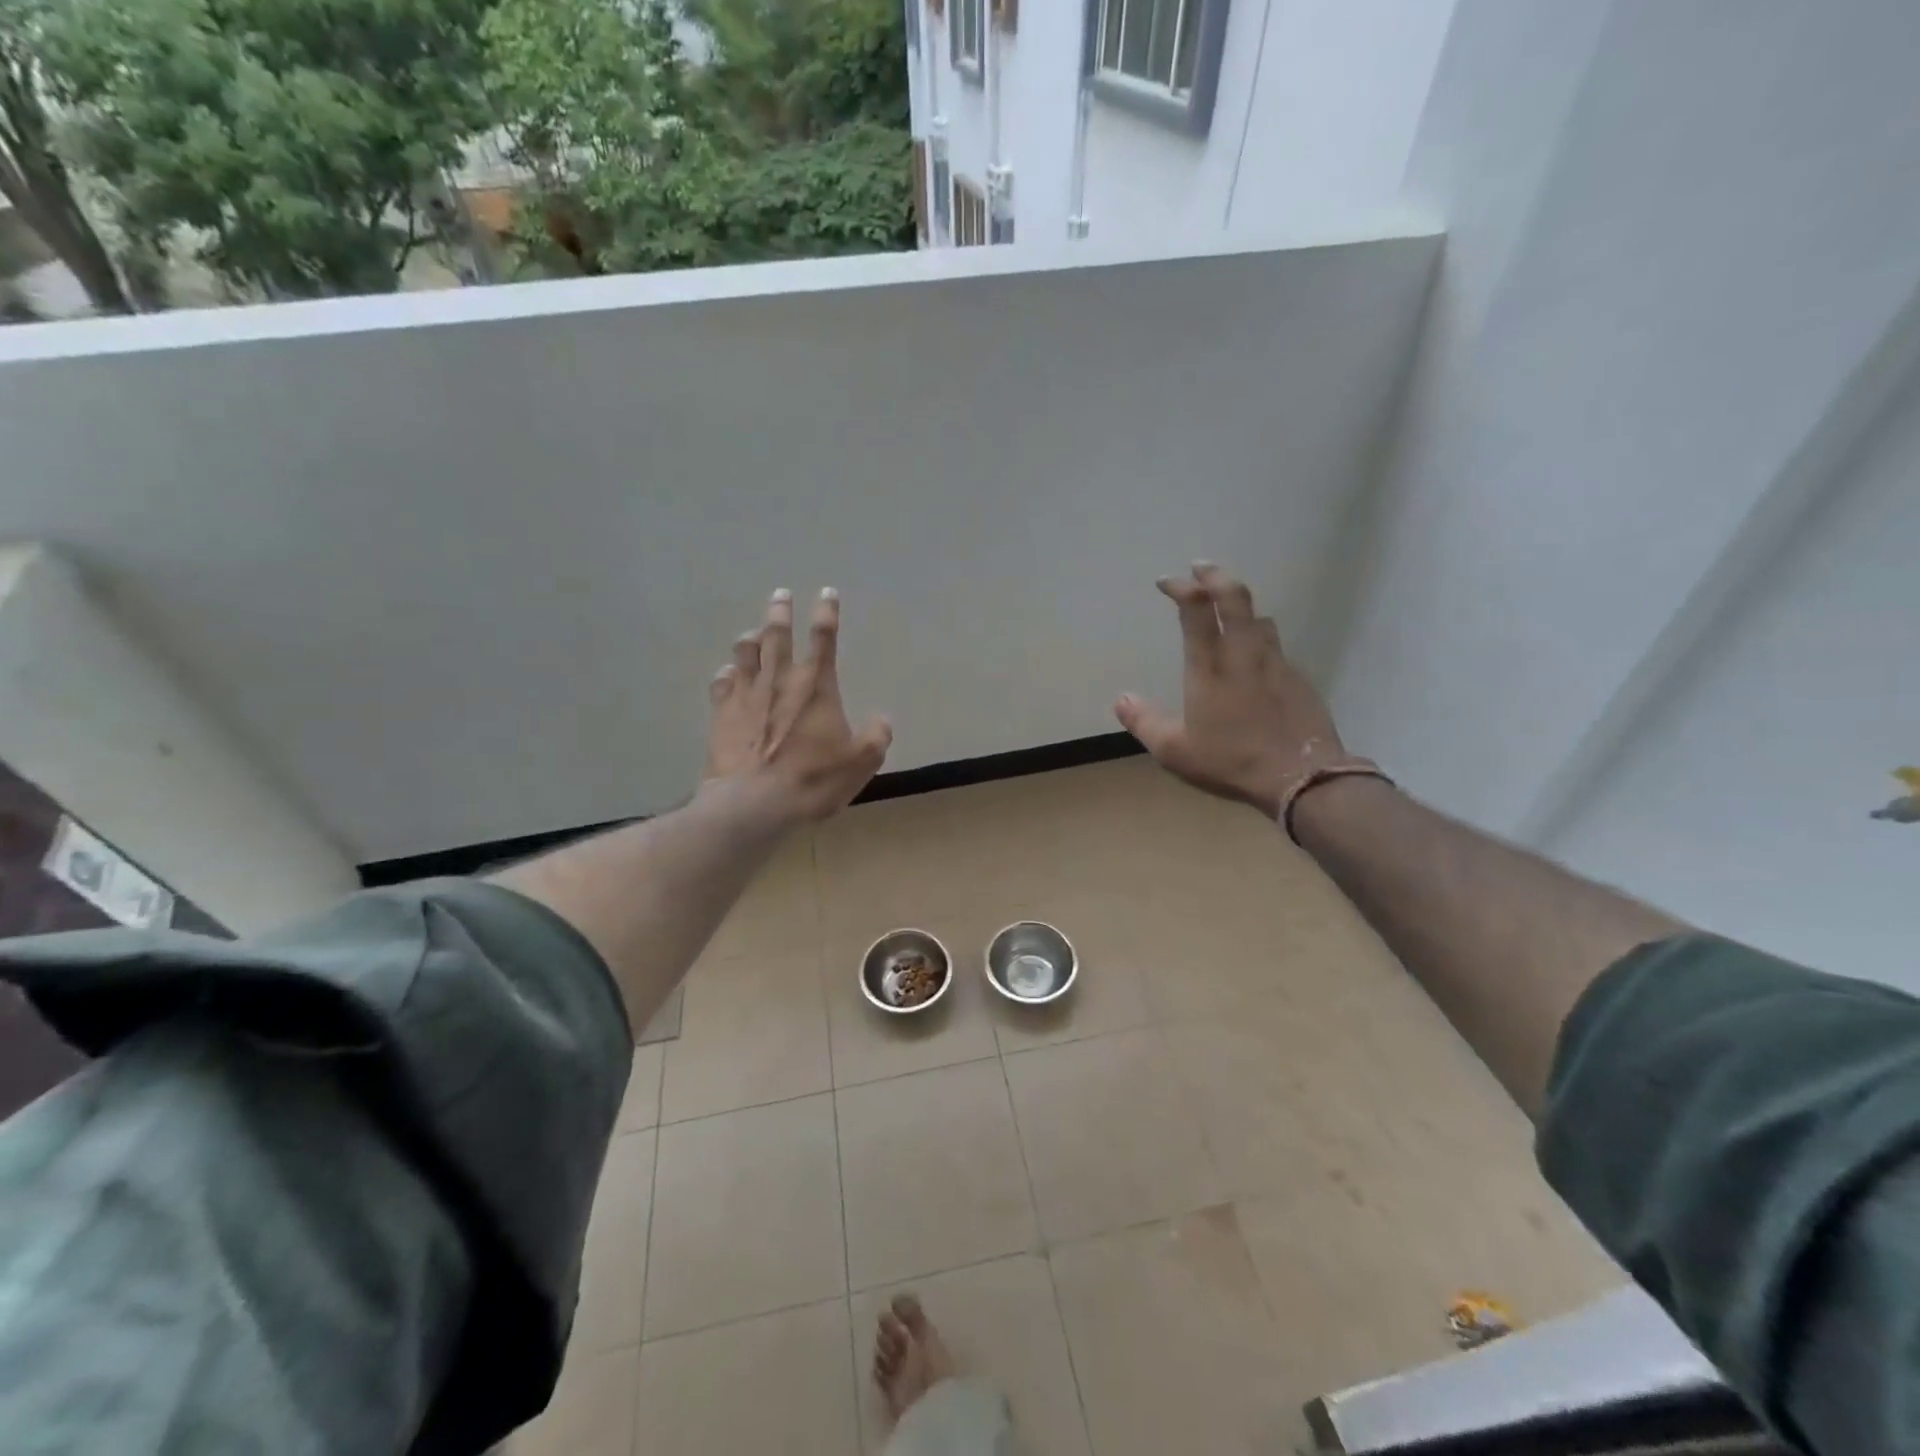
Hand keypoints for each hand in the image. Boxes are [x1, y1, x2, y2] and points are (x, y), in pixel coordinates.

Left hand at [706, 587, 892, 823]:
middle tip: (780, 594)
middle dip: (780, 611)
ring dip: (751, 638)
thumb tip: (882, 721)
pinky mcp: (722, 714)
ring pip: (745, 653)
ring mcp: (746, 695)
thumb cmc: (813, 779)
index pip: (824, 638)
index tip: (827, 592)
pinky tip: (728, 673)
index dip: (827, 613)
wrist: (754, 803)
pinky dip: (727, 673)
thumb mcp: (860, 763)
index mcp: (816, 686)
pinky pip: (722, 683)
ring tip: (753, 631)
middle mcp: (780, 680)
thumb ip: (876, 738)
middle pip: (778, 634)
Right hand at [1114, 563, 1342, 818]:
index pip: (1196, 611)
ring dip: (1242, 608)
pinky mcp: (1298, 678)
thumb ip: (1144, 723)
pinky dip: (1260, 639)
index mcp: (1209, 667)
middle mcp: (1243, 654)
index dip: (1181, 588)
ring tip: (1230, 612)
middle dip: (1214, 576)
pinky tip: (1256, 659)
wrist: (1301, 776)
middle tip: (1200, 567)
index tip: (1167, 581)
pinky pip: (1276, 646)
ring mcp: (1276, 663)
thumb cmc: (1231, 761)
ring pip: (1260, 619)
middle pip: (1234, 598)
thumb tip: (1121, 699)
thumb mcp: (1175, 751)